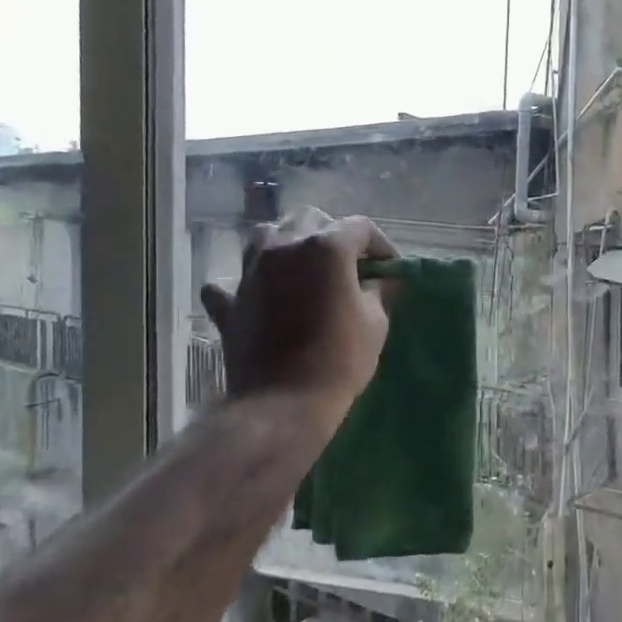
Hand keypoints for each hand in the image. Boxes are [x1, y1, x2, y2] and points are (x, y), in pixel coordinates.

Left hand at [199, 209, 395, 403]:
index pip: (361, 227)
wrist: (282, 402)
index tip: (390, 268)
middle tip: (350, 265)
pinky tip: (259, 294)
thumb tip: (382, 277)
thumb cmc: (340, 359)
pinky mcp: (230, 299)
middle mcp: (284, 246)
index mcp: (326, 246)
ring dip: (290, 243)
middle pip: (311, 219)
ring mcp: (251, 270)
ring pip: (269, 234)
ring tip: (306, 268)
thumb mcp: (376, 321)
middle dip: (334, 235)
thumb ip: (379, 289)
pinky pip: (234, 278)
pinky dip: (249, 281)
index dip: (381, 245)